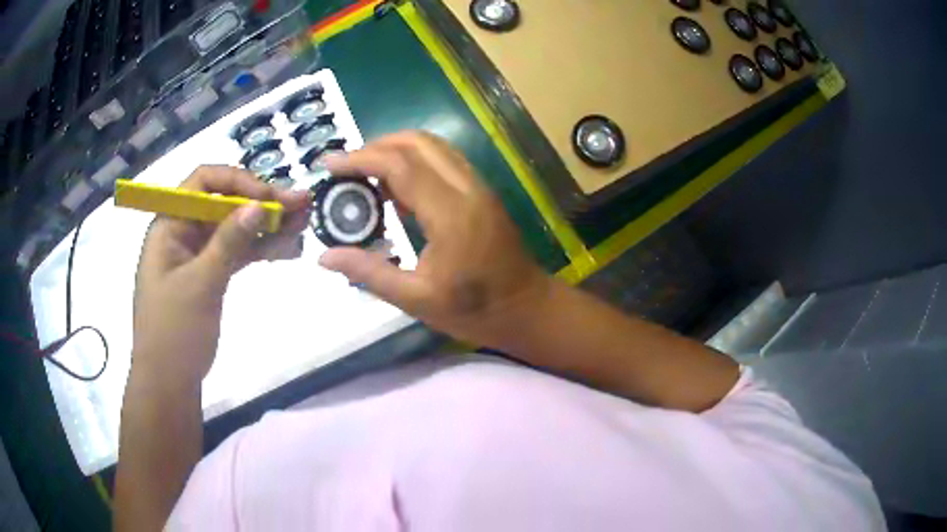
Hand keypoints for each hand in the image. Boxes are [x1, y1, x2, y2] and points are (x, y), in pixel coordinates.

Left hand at [132, 166, 310, 384]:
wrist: (168, 383)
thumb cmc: (174, 333)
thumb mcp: (200, 285)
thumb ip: (229, 242)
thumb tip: (259, 204)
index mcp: (170, 224)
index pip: (204, 182)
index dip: (238, 181)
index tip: (270, 198)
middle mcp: (184, 231)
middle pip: (225, 203)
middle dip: (262, 202)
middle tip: (302, 204)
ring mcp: (198, 254)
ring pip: (235, 228)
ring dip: (267, 225)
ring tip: (303, 223)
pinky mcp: (210, 274)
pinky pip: (237, 253)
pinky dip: (260, 249)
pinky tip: (287, 249)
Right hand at [319, 132, 551, 347]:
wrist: (528, 308)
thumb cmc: (475, 310)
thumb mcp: (417, 300)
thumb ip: (369, 273)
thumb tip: (323, 257)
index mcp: (451, 214)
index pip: (399, 165)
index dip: (360, 159)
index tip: (328, 164)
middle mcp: (467, 188)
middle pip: (418, 142)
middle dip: (376, 146)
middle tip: (345, 168)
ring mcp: (478, 186)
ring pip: (433, 146)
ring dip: (396, 149)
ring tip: (364, 174)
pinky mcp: (482, 191)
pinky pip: (444, 160)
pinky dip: (414, 160)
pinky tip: (395, 186)